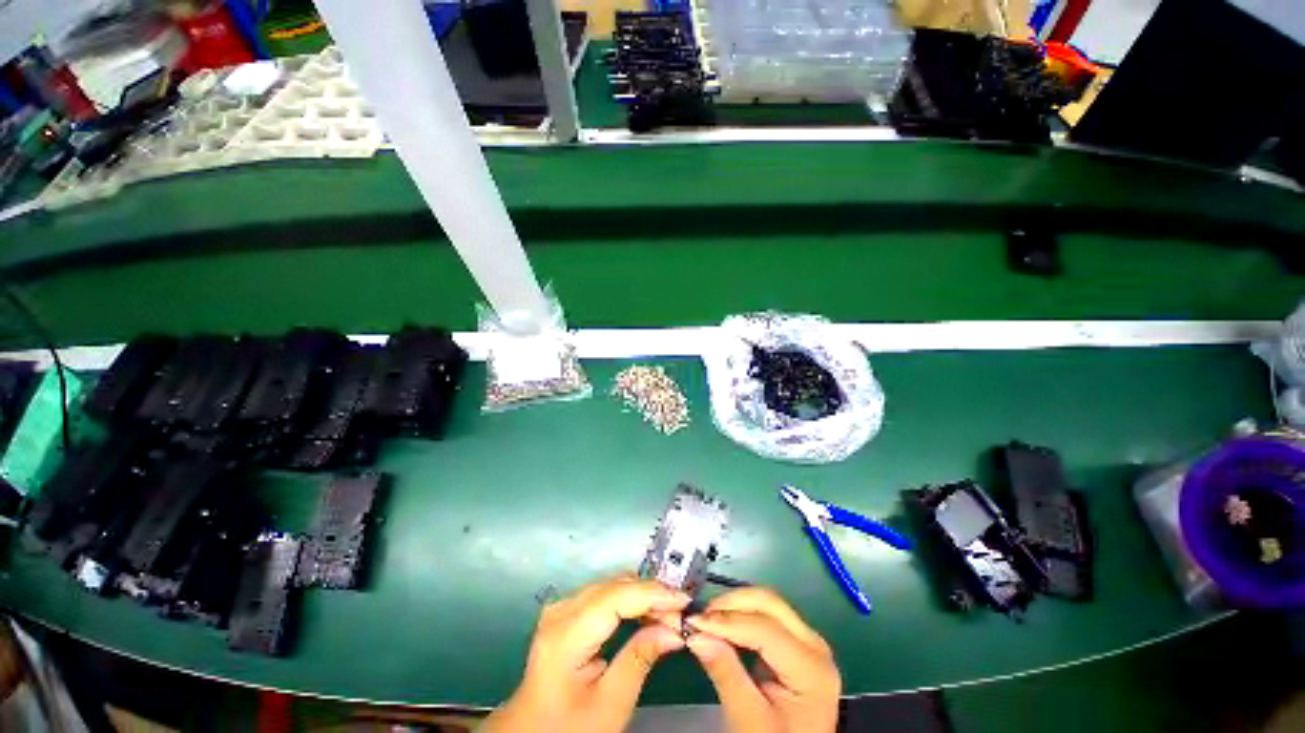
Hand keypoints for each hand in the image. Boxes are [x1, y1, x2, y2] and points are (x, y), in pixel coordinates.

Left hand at [483, 575, 690, 732]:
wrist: (532, 731)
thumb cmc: (569, 727)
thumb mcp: (609, 705)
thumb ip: (640, 659)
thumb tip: (675, 629)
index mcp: (566, 634)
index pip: (616, 596)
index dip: (653, 593)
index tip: (685, 601)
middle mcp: (562, 609)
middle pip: (615, 586)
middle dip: (652, 595)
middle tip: (680, 616)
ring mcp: (562, 606)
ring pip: (613, 585)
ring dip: (643, 596)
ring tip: (669, 616)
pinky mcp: (567, 610)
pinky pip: (606, 594)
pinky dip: (630, 600)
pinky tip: (647, 614)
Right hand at [685, 587, 840, 732]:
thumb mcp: (749, 720)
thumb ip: (725, 673)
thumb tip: (697, 634)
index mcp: (812, 668)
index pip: (764, 628)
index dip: (726, 621)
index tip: (694, 623)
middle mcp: (815, 646)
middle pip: (769, 604)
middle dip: (731, 604)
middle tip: (700, 616)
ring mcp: (808, 642)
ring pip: (767, 603)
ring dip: (735, 606)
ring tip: (707, 620)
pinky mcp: (797, 644)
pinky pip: (767, 615)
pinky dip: (742, 615)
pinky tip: (723, 626)